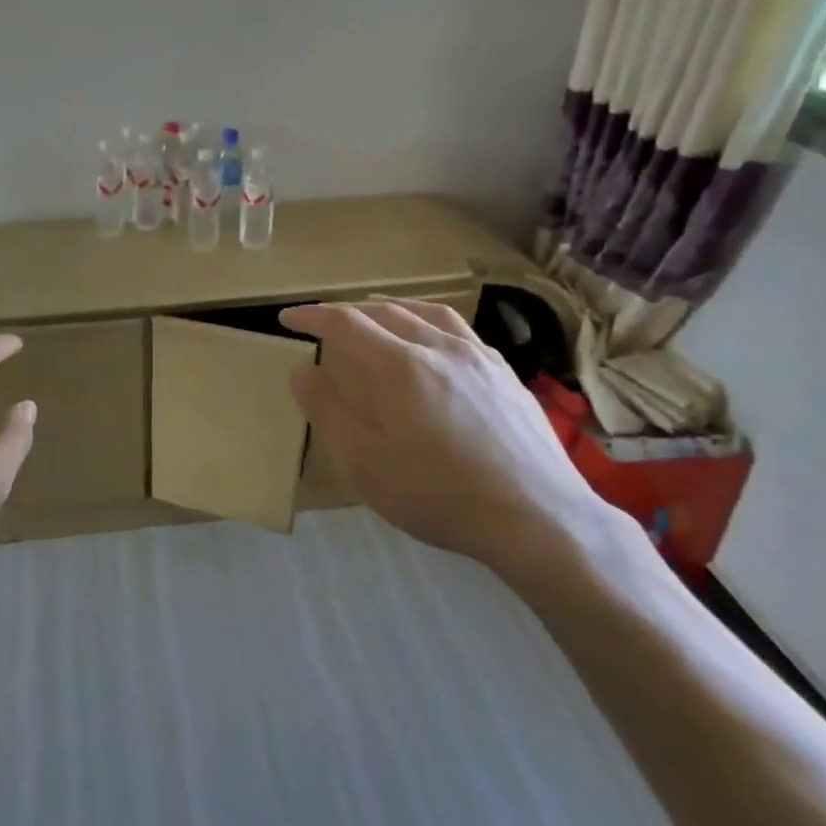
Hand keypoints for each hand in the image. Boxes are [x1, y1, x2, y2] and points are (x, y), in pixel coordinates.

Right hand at [279, 300, 610, 576]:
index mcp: (399, 366)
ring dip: (391, 308)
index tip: (287, 318)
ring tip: (376, 312)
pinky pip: (459, 330)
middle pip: (386, 311)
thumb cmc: (438, 494)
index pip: (345, 323)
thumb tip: (302, 370)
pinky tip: (433, 342)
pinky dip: (429, 322)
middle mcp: (439, 348)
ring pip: (427, 313)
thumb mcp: (363, 463)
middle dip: (348, 310)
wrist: (537, 517)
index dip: (312, 317)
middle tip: (326, 321)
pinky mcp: (505, 374)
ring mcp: (478, 357)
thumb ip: (327, 411)